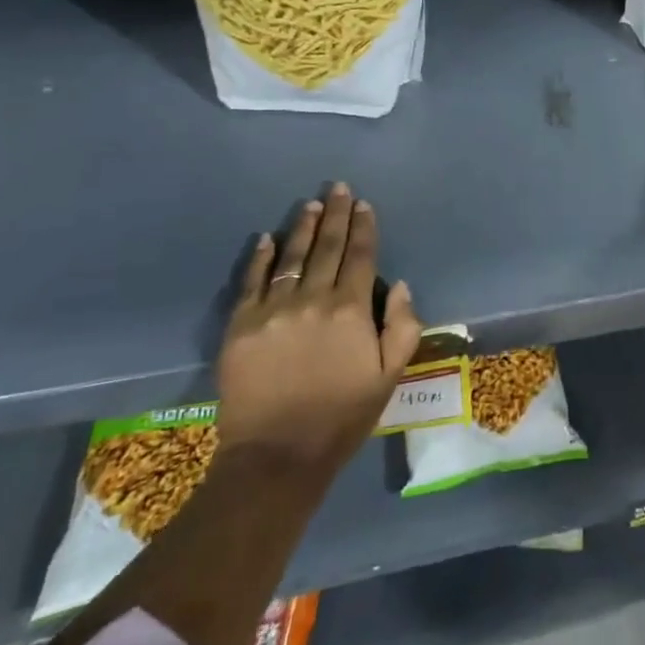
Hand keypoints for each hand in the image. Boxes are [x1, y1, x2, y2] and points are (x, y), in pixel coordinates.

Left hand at [216, 183, 421, 477]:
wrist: (277, 456)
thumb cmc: (342, 416)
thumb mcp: (390, 376)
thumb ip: (403, 327)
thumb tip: (400, 286)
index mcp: (351, 310)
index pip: (361, 257)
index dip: (364, 227)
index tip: (364, 204)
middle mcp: (313, 300)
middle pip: (328, 248)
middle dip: (336, 215)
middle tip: (338, 188)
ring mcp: (273, 310)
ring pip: (292, 258)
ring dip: (304, 228)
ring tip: (311, 205)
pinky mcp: (241, 326)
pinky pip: (251, 282)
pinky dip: (260, 257)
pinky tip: (266, 237)